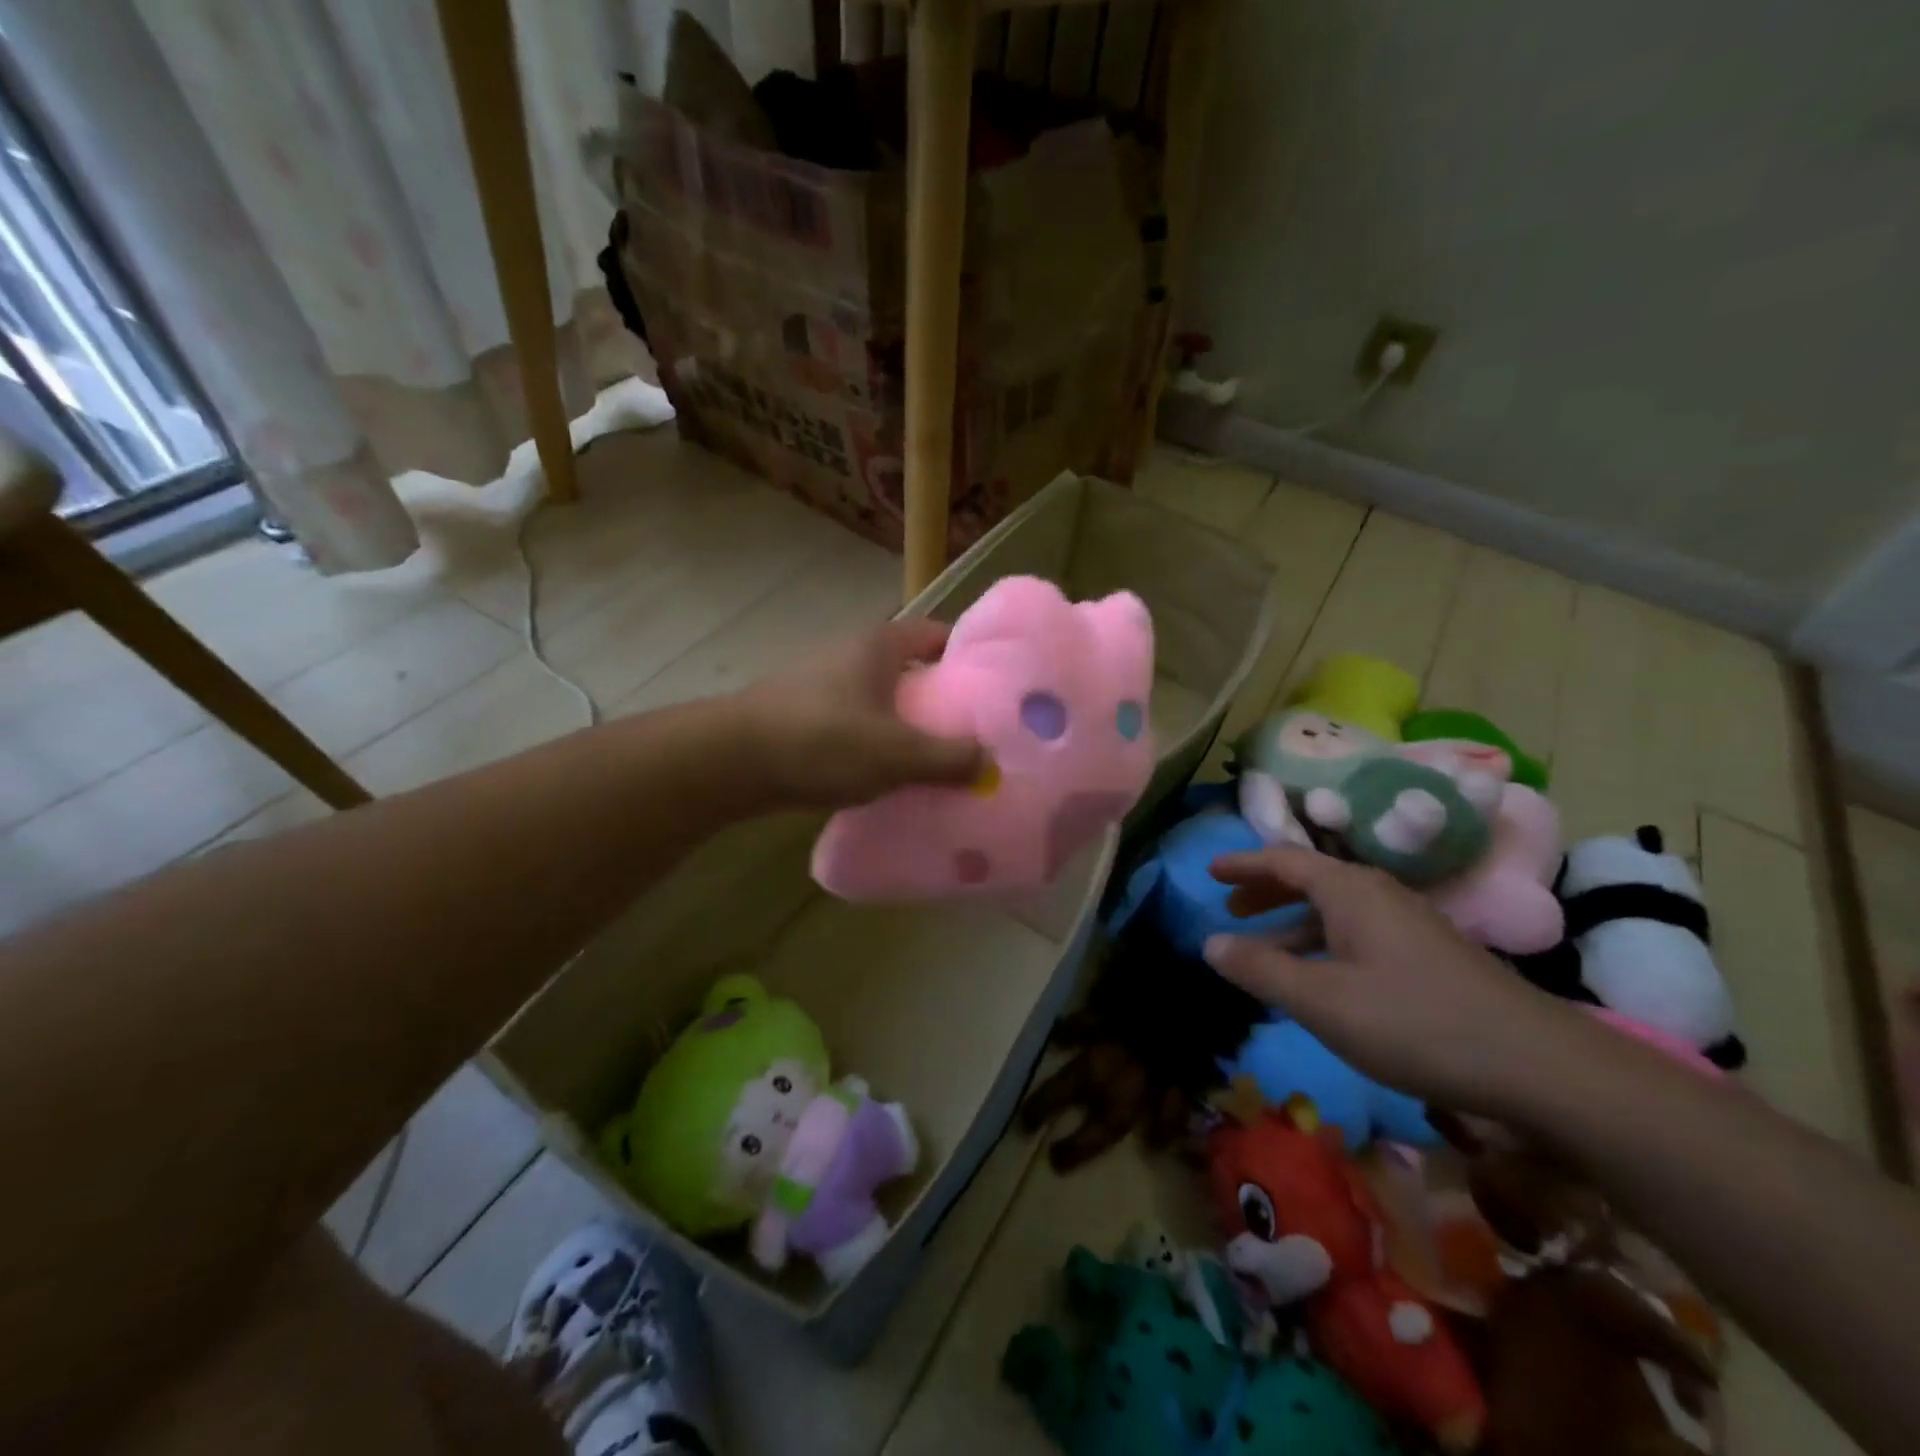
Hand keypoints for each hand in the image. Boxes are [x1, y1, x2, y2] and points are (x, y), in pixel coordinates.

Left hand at [737, 619, 983, 808]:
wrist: (729, 762)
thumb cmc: (822, 742)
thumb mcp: (897, 754)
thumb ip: (949, 759)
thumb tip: (990, 765)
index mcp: (878, 646)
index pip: (936, 635)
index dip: (967, 656)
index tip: (994, 689)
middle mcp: (850, 654)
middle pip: (910, 669)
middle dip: (940, 699)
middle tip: (972, 733)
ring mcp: (821, 684)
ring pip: (880, 699)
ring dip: (905, 724)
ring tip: (933, 760)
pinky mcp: (801, 715)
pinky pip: (854, 723)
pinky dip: (874, 742)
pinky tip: (884, 775)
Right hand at [1203, 847, 1584, 1118]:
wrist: (1539, 1065)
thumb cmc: (1415, 1022)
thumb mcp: (1322, 1001)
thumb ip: (1261, 969)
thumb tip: (1209, 942)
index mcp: (1350, 890)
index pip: (1283, 860)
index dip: (1243, 865)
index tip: (1209, 873)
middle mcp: (1379, 894)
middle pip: (1310, 879)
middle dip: (1266, 892)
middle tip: (1230, 909)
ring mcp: (1409, 924)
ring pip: (1336, 910)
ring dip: (1294, 923)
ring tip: (1264, 949)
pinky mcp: (1429, 955)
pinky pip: (1358, 933)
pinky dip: (1324, 944)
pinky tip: (1321, 979)